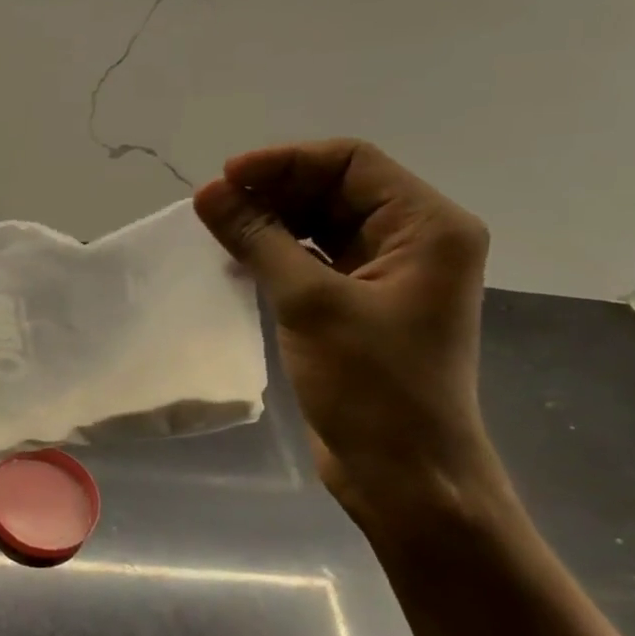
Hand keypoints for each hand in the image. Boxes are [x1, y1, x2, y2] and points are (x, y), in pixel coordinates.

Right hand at [194, 139, 500, 531]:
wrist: (404, 473)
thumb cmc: (371, 385)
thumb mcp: (310, 303)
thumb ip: (258, 239)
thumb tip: (207, 193)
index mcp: (427, 226)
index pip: (352, 162)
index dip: (285, 162)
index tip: (224, 178)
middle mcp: (414, 241)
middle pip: (337, 190)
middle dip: (274, 191)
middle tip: (212, 205)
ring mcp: (388, 275)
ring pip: (322, 225)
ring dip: (271, 222)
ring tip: (217, 228)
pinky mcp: (361, 306)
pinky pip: (315, 260)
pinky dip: (278, 253)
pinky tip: (238, 258)